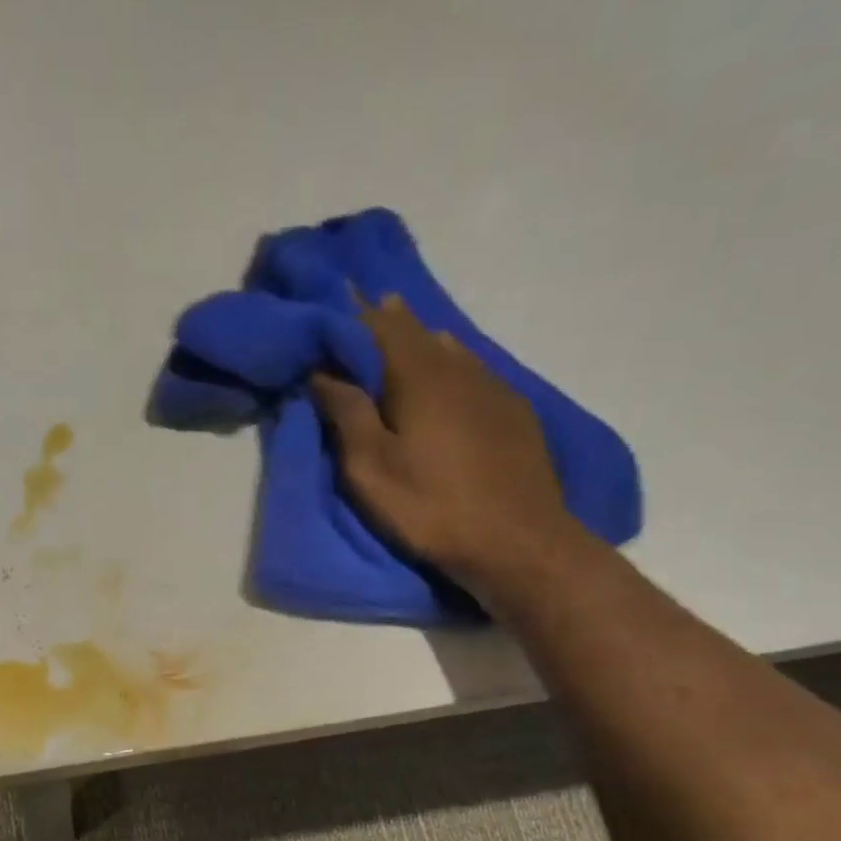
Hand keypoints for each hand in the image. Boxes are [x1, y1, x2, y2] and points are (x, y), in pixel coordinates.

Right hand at [312, 295, 575, 598]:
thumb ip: (347, 414)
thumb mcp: (370, 468)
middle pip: (418, 332)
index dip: (354, 313)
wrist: (517, 542)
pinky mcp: (514, 413)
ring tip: (401, 335)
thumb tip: (323, 371)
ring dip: (420, 340)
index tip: (333, 299)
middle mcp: (459, 368)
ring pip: (450, 349)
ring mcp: (493, 388)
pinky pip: (474, 371)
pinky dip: (450, 364)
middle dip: (387, 320)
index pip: (381, 327)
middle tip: (364, 309)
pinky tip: (449, 374)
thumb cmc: (430, 507)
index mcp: (419, 376)